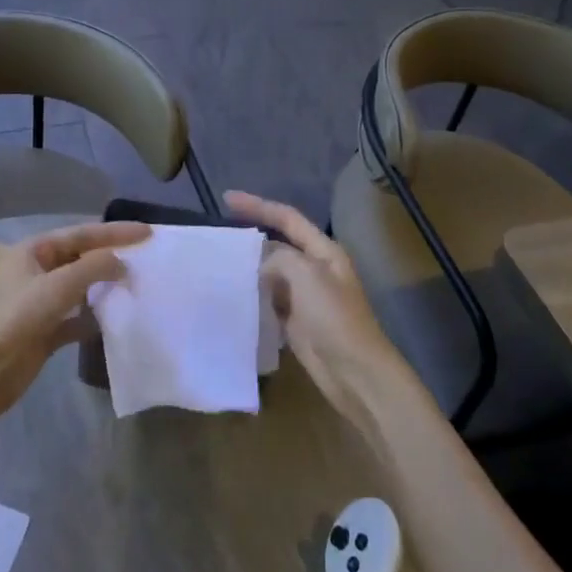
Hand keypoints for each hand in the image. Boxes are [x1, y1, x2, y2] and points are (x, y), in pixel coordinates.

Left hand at [0, 220, 146, 431]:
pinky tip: (115, 319)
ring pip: (81, 286)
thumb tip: (122, 263)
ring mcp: (41, 301)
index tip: (148, 232)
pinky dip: (94, 316)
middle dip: (112, 256)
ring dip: (105, 285)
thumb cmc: (18, 318)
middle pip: (82, 257)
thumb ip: (95, 267)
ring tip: (136, 284)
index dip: (116, 232)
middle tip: (146, 257)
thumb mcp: (59, 285)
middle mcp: (38, 271)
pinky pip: (77, 316)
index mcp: (35, 250)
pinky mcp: (45, 330)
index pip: (82, 233)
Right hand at [225, 191, 405, 424]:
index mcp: (323, 251)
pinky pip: (269, 302)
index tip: (227, 199)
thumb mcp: (307, 276)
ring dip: (248, 271)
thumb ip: (279, 258)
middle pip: (277, 245)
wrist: (354, 373)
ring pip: (271, 275)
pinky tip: (232, 298)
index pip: (287, 218)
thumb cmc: (335, 318)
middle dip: (250, 240)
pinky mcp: (296, 323)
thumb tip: (261, 265)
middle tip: (217, 239)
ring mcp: (305, 297)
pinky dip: (252, 298)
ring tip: (217, 266)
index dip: (258, 206)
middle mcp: (314, 269)